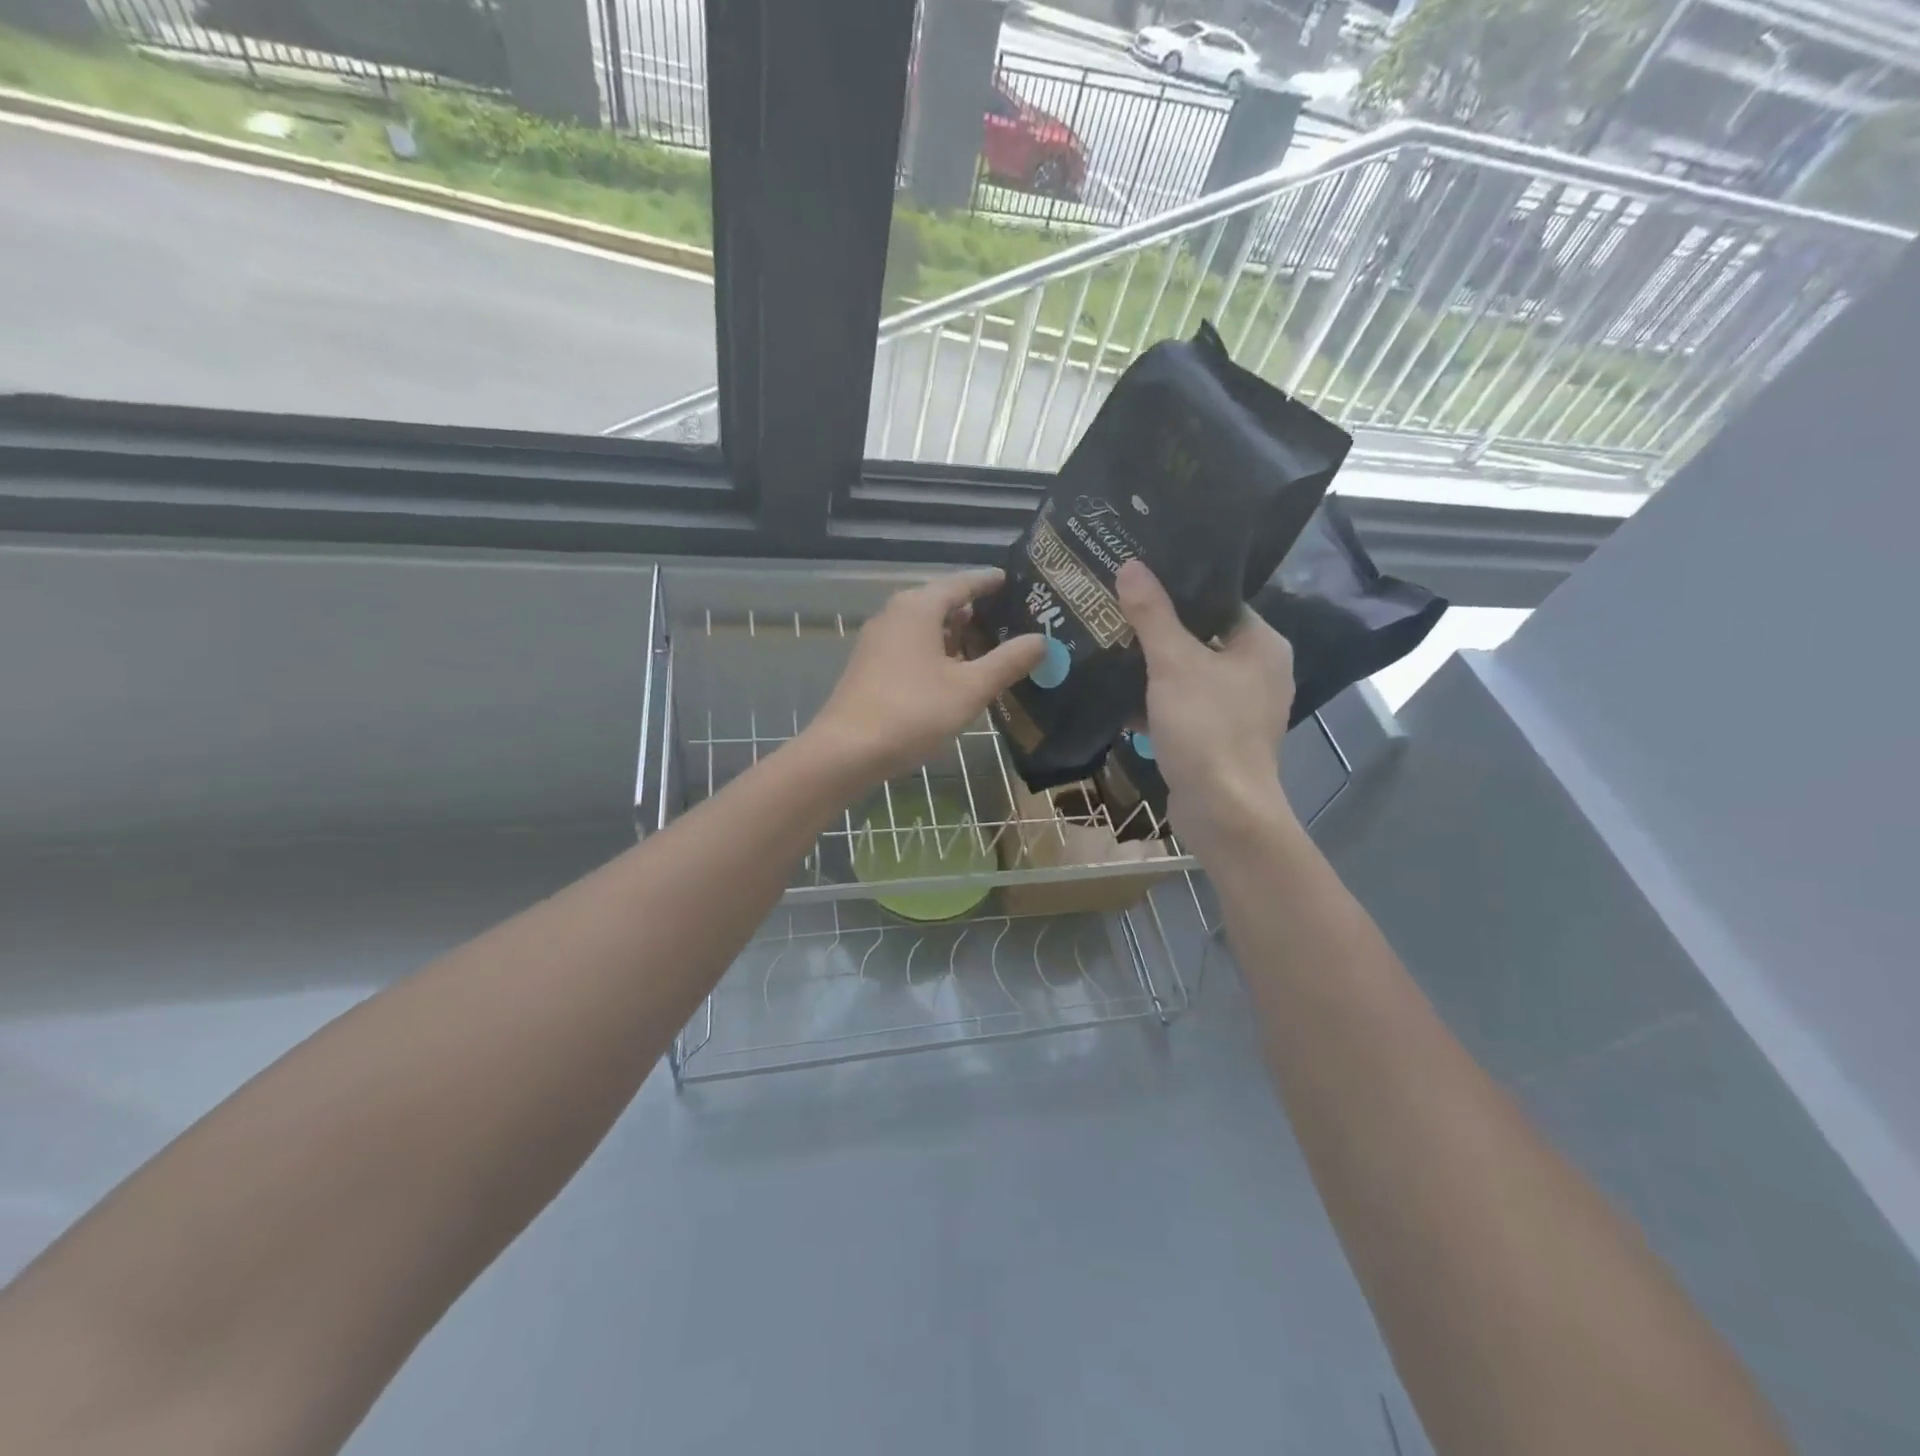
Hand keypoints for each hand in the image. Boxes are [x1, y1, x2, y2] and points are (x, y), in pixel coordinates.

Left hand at [805, 568, 1046, 785]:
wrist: (847, 750)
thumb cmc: (913, 712)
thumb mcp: (970, 688)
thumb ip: (1008, 662)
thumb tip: (1042, 640)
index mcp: (918, 607)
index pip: (961, 583)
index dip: (988, 581)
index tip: (1011, 580)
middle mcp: (895, 615)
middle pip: (941, 603)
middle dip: (974, 611)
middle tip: (1010, 618)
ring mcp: (878, 641)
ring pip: (925, 628)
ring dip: (955, 635)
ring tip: (988, 646)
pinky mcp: (870, 666)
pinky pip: (912, 647)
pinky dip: (937, 652)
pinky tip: (954, 673)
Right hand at [1117, 559, 1297, 850]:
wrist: (1222, 811)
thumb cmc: (1206, 728)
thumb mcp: (1173, 664)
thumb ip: (1152, 614)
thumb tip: (1131, 565)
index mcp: (1262, 645)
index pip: (1219, 601)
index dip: (1179, 588)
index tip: (1137, 579)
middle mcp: (1259, 672)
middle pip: (1201, 637)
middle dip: (1158, 629)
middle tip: (1115, 609)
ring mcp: (1240, 708)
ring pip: (1190, 674)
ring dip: (1154, 667)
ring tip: (1110, 645)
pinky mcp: (1220, 737)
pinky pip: (1185, 706)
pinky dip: (1157, 701)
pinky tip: (1119, 695)